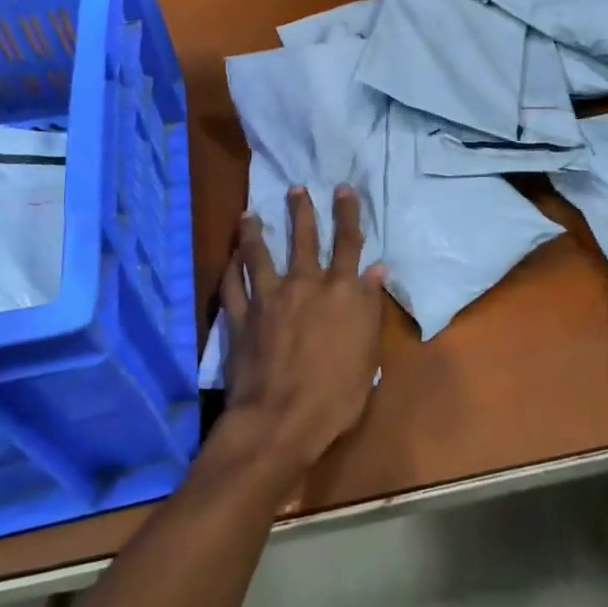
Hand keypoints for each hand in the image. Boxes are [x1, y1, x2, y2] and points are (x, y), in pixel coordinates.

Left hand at [219, 184, 386, 475]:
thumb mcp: (368, 354)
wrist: (281, 418)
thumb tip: (377, 269)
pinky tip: (230, 258)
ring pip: (260, 254)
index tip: (344, 189)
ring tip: (249, 213)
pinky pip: (233, 284)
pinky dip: (231, 268)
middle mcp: (305, 284)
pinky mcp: (242, 315)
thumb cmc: (337, 394)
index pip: (348, 243)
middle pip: (304, 238)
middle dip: (302, 210)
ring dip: (255, 232)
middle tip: (296, 188)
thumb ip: (369, 307)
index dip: (348, 214)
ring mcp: (269, 297)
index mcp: (341, 292)